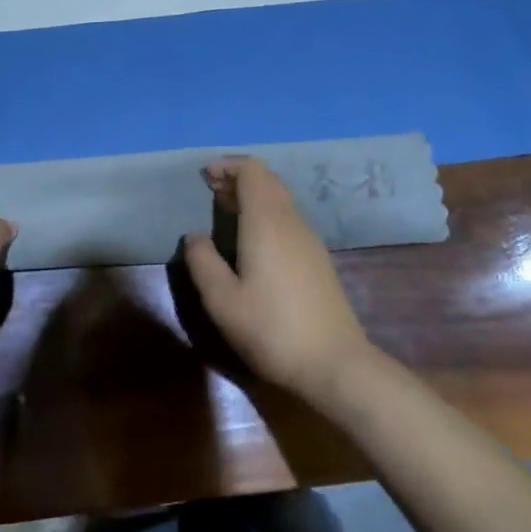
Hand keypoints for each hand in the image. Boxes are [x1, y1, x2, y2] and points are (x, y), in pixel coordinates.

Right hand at [179, 158, 374, 405]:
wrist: (335, 365)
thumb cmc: (272, 329)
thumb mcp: (222, 301)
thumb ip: (203, 262)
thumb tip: (194, 236)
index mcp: (267, 221)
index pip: (252, 170)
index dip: (227, 166)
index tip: (205, 177)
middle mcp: (291, 221)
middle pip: (267, 180)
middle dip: (238, 179)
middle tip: (212, 193)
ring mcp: (309, 240)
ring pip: (280, 199)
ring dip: (253, 196)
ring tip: (226, 213)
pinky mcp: (318, 259)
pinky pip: (288, 218)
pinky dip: (266, 214)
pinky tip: (253, 242)